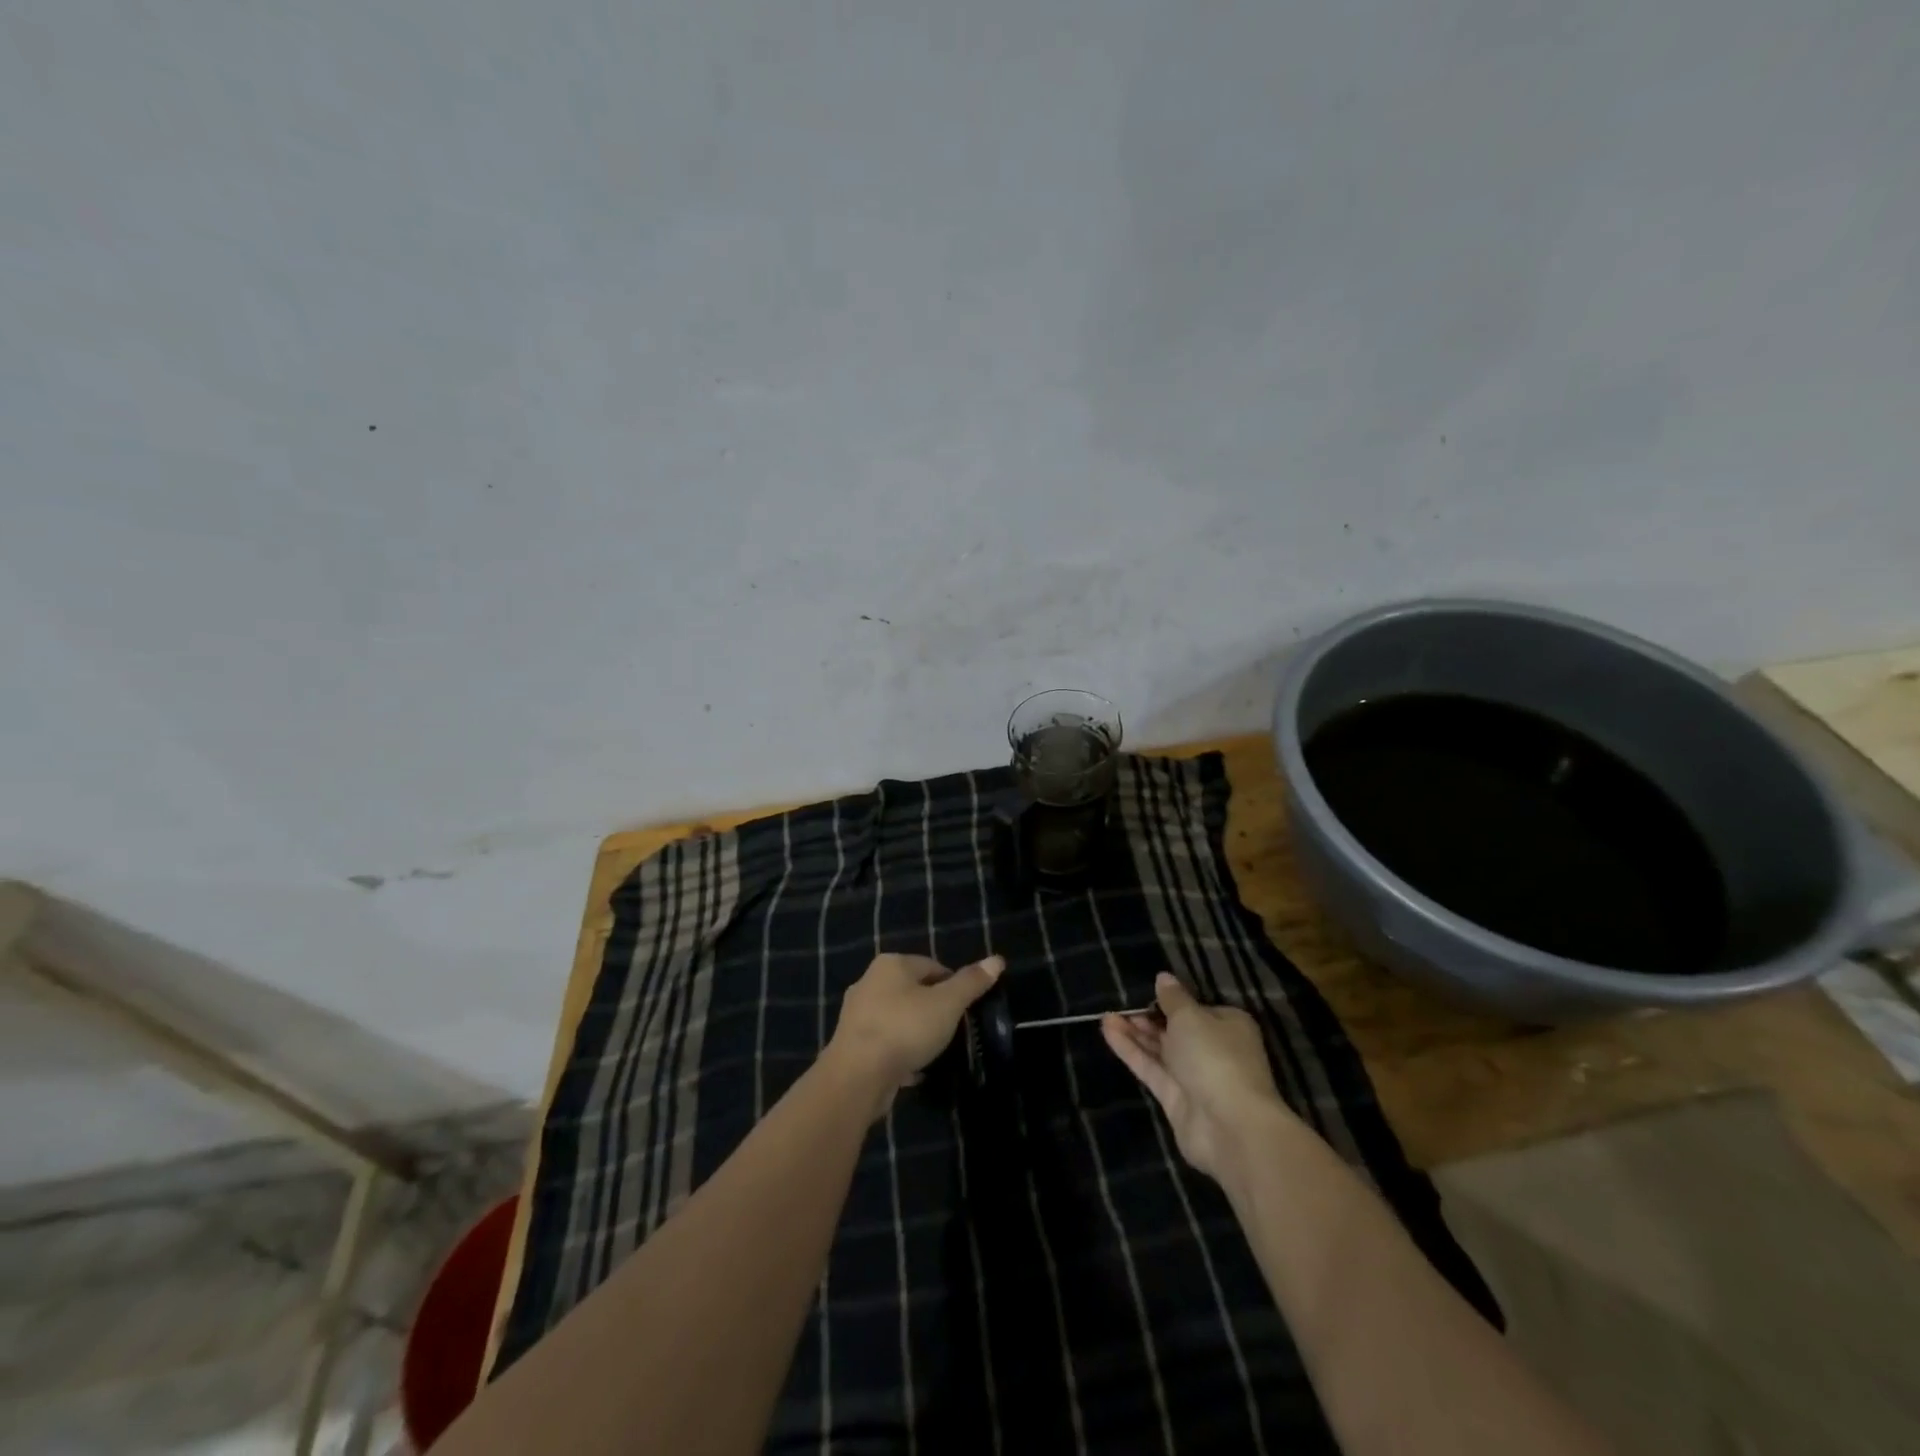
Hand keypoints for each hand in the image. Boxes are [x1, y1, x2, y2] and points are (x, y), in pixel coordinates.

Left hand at [825, 953, 1005, 1116]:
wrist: (857, 1076)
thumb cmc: (905, 1029)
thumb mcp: (947, 1004)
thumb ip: (971, 983)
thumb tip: (997, 960)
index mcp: (891, 964)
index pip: (933, 966)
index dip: (954, 986)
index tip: (966, 1010)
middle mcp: (869, 982)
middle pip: (913, 990)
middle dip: (934, 1009)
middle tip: (952, 1030)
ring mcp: (857, 1014)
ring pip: (898, 1017)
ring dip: (916, 1031)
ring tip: (935, 1051)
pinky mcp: (851, 1044)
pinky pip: (885, 1042)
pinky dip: (900, 1052)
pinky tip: (914, 1070)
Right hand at [1102, 973, 1295, 1179]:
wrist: (1229, 1125)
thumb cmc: (1215, 1056)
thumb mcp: (1191, 1016)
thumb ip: (1173, 998)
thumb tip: (1163, 977)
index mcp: (1229, 1026)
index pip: (1199, 1009)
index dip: (1173, 1001)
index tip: (1147, 992)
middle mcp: (1214, 1050)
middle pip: (1177, 1030)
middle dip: (1150, 1017)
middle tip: (1121, 1004)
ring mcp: (1194, 1077)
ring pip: (1161, 1050)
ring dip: (1135, 1033)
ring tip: (1106, 1016)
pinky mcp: (1175, 1099)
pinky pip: (1150, 1068)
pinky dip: (1130, 1050)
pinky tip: (1108, 1031)